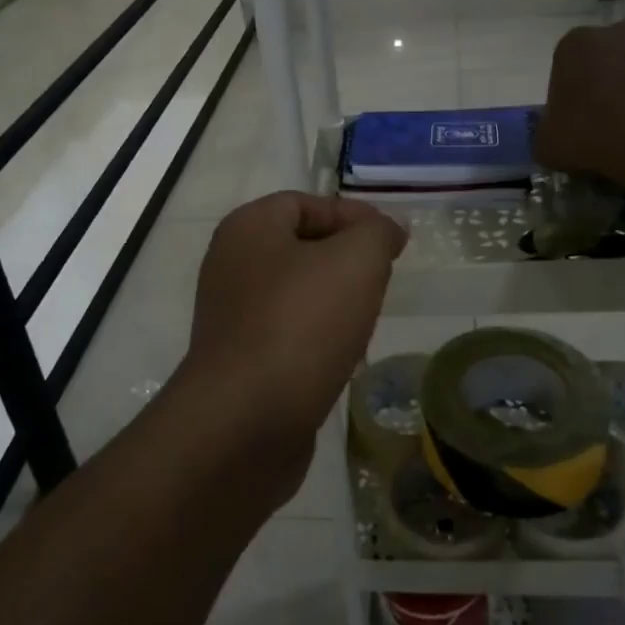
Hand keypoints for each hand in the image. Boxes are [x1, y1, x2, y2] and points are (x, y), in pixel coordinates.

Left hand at [172, 192, 406, 498]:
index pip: (306, 203)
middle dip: (346, 258)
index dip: (353, 215)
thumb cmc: (302, 324)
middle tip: (383, 277)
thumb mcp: (356, 261)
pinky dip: (316, 335)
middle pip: (300, 246)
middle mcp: (231, 264)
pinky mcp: (238, 360)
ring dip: (333, 299)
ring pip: (295, 292)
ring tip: (367, 317)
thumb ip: (376, 233)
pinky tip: (341, 355)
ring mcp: (230, 315)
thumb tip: (386, 228)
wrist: (245, 421)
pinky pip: (286, 332)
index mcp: (248, 228)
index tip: (393, 241)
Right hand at [534, 22, 624, 181]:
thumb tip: (556, 132)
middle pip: (610, 56)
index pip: (568, 64)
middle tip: (610, 119)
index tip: (577, 119)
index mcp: (577, 43)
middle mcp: (620, 31)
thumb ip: (547, 130)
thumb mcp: (547, 143)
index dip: (571, 92)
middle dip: (609, 79)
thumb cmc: (594, 136)